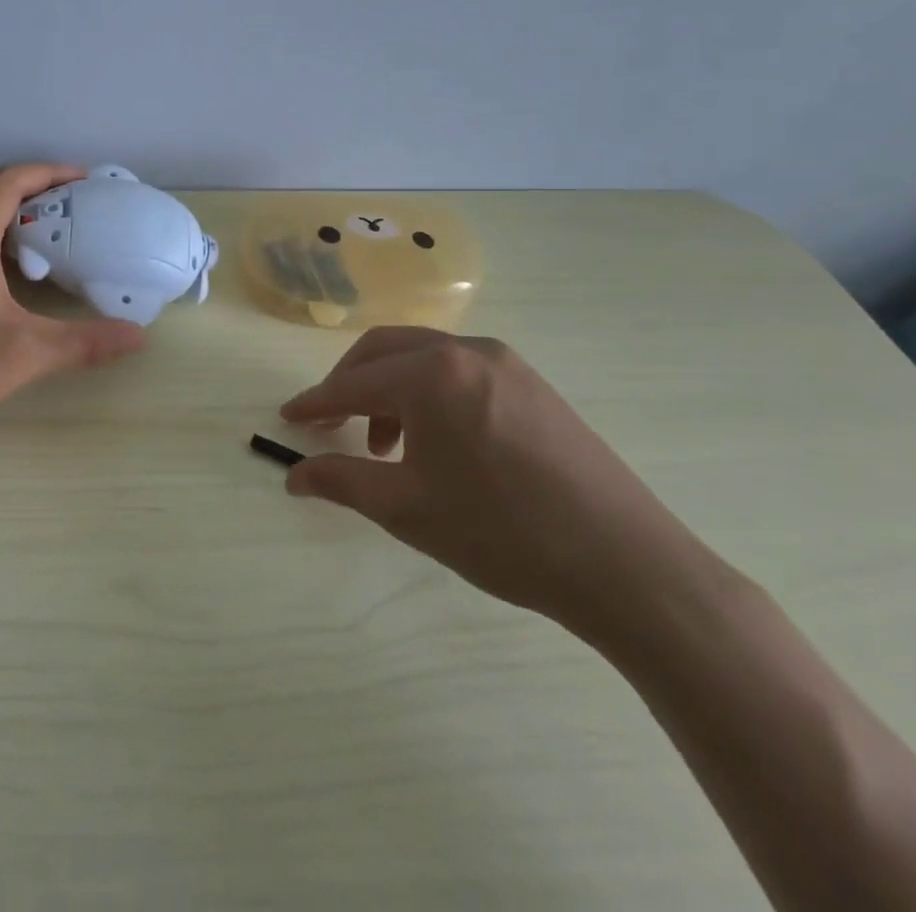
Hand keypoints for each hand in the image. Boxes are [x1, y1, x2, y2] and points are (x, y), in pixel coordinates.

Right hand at [281, 327, 707, 641]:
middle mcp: (466, 351)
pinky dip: (429, 392)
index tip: (289, 418)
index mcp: (431, 375)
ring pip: (424, 357)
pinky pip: (460, 371)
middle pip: (385, 350)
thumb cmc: (502, 534)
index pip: (353, 383)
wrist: (627, 566)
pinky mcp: (534, 384)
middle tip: (331, 424)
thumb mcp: (407, 509)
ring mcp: (507, 363)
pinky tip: (438, 441)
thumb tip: (294, 475)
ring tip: (387, 446)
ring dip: (390, 389)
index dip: (315, 403)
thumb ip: (341, 481)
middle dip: (349, 384)